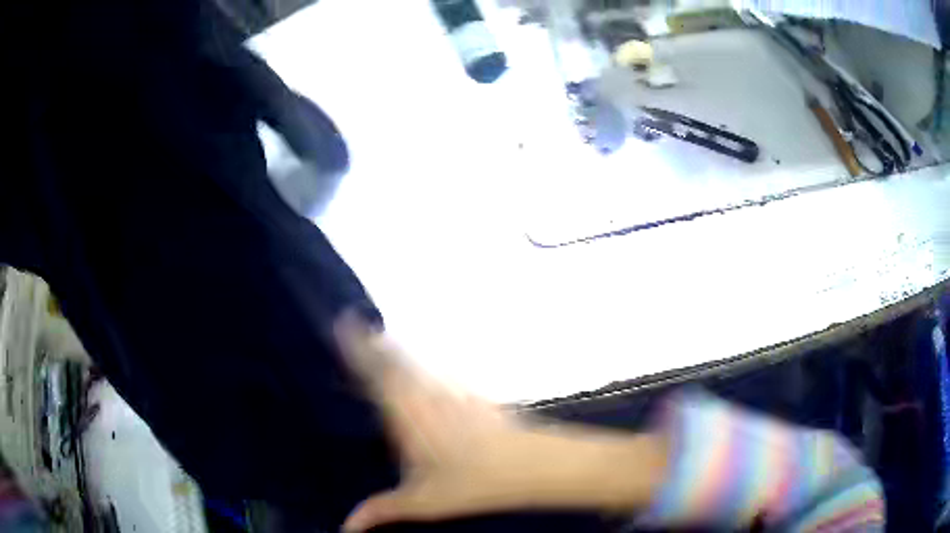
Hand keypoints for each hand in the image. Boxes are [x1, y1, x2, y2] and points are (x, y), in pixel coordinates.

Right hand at [334, 313, 666, 531]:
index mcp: (407, 413)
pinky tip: (430, 372)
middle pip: (397, 360)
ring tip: (384, 340)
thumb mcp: (421, 502)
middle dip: (377, 345)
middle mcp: (428, 394)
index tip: (345, 322)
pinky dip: (429, 366)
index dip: (359, 348)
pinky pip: (444, 372)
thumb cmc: (471, 483)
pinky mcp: (475, 395)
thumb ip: (382, 510)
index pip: (375, 373)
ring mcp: (454, 391)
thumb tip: (346, 526)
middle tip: (361, 329)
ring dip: (401, 352)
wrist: (529, 464)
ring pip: (421, 363)